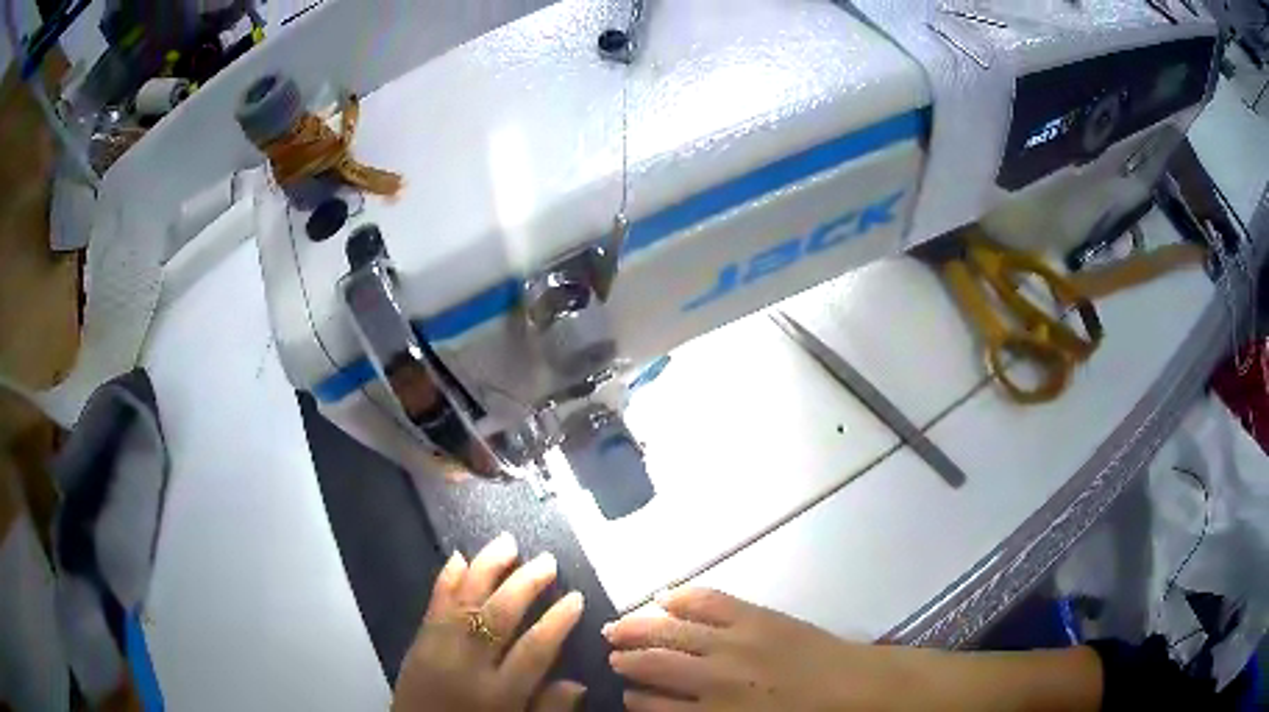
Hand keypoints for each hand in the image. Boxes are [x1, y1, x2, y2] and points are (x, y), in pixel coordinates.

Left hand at [393, 533, 586, 711]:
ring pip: (465, 601)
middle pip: (497, 617)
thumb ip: (548, 709)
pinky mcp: (418, 641)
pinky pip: (433, 604)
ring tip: (508, 543)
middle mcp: (467, 665)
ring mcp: (438, 649)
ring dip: (487, 569)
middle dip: (524, 585)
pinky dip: (446, 579)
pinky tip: (459, 557)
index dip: (556, 621)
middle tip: (547, 561)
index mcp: (498, 694)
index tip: (575, 597)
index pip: (533, 650)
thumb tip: (578, 682)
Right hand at [604, 587, 895, 710]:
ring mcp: (735, 642)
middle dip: (626, 661)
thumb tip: (667, 709)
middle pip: (653, 665)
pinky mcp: (757, 616)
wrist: (855, 690)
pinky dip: (683, 596)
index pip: (652, 706)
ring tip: (616, 627)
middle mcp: (715, 678)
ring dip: (638, 628)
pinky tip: (664, 596)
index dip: (633, 698)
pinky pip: (709, 600)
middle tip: (610, 656)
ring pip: (670, 631)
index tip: (624, 693)